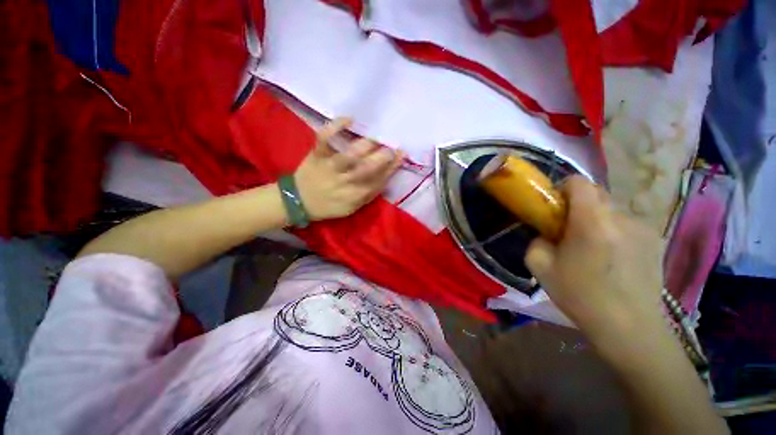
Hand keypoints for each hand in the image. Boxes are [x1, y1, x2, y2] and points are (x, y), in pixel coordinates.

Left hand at [294, 118, 403, 220]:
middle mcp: (345, 181)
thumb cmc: (330, 205)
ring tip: (376, 137)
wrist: (299, 201)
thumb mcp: (353, 207)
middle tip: (392, 147)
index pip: (379, 180)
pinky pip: (325, 138)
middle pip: (367, 168)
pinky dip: (335, 126)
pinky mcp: (317, 155)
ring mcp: (330, 167)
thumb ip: (370, 194)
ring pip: (350, 154)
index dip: (392, 167)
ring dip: (367, 144)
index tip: (401, 155)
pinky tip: (349, 119)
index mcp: (356, 195)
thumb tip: (386, 178)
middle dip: (383, 157)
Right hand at [525, 176, 664, 341]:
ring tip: (591, 248)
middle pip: (596, 193)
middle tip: (568, 229)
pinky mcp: (655, 240)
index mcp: (592, 223)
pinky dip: (613, 231)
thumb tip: (546, 233)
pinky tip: (611, 258)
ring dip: (596, 220)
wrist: (630, 327)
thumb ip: (536, 241)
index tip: (554, 206)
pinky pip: (626, 224)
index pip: (579, 182)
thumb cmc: (581, 297)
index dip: (563, 188)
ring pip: (611, 210)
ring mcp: (643, 228)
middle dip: (577, 204)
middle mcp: (621, 218)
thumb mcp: (540, 268)